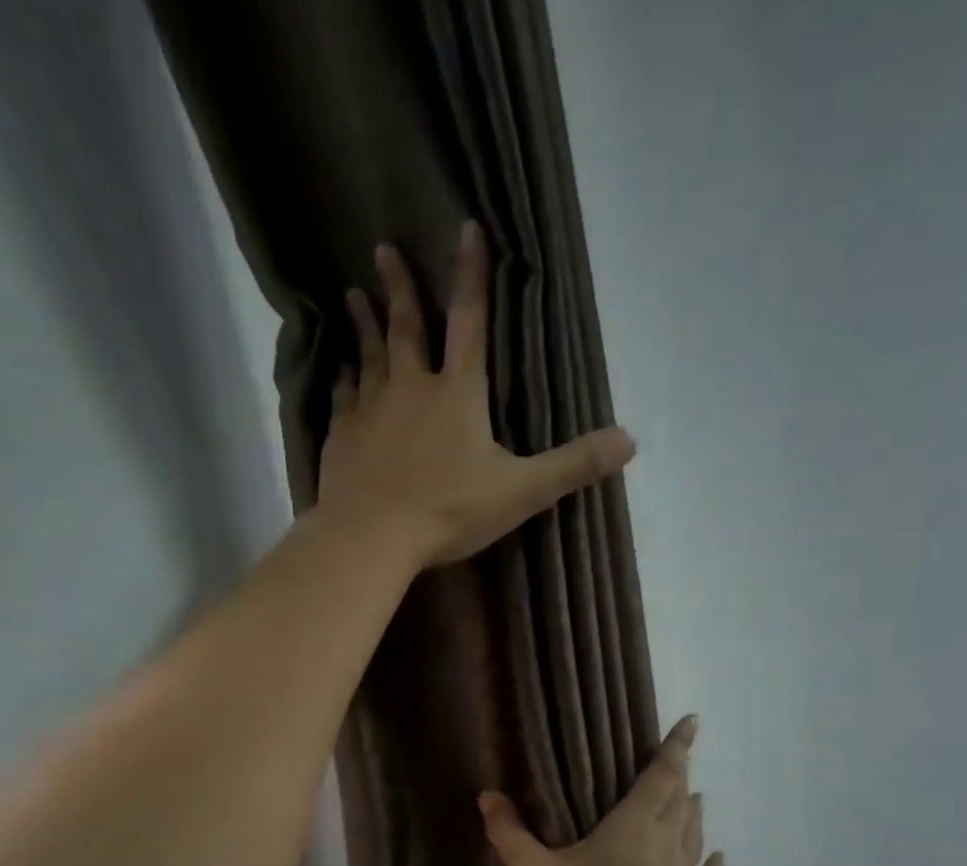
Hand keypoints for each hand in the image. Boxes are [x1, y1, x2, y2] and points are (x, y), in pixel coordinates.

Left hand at [317, 220, 636, 567]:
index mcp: (458, 395)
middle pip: (407, 329)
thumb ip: (572, 465)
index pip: (470, 323)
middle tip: (384, 248)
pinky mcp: (343, 438)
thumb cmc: (449, 511)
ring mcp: (371, 411)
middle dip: (401, 288)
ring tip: (353, 295)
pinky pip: (342, 399)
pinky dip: (341, 381)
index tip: (466, 228)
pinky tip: (337, 372)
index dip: (472, 276)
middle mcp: (411, 390)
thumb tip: (629, 442)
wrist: (373, 536)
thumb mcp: (522, 492)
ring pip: (368, 357)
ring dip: (364, 325)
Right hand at [480, 717, 725, 865]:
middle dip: (681, 774)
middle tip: (681, 758)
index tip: (692, 723)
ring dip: (693, 811)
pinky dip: (711, 863)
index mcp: (633, 824)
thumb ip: (510, 833)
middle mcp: (666, 841)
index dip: (677, 747)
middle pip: (680, 799)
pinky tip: (715, 857)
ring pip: (694, 832)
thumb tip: (487, 795)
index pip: (662, 775)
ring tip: (694, 796)